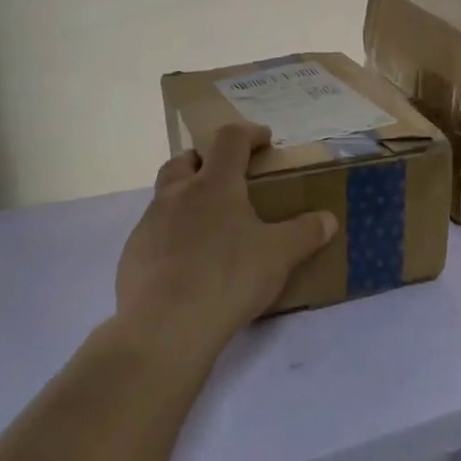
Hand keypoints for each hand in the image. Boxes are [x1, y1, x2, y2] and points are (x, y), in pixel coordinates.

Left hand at [114, 123, 336, 361]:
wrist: (165, 326)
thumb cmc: (229, 278)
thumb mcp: (280, 255)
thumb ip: (306, 233)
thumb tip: (328, 219)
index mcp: (214, 185)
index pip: (229, 141)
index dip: (249, 134)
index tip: (264, 140)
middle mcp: (177, 195)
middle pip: (185, 161)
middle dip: (206, 161)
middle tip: (227, 179)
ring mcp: (149, 224)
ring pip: (166, 196)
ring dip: (186, 198)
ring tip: (210, 227)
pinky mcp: (133, 254)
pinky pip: (155, 232)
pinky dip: (173, 235)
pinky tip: (189, 263)